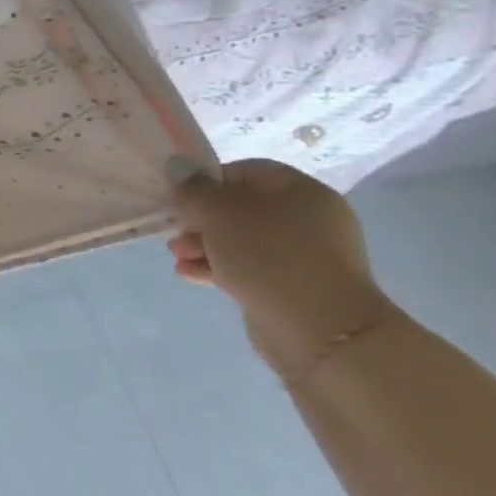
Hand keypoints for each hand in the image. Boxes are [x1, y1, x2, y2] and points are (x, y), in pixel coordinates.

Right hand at [168, 158, 391, 380]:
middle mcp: (308, 219)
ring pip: (240, 240)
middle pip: (239, 208)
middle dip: (200, 220)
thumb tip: (178, 167)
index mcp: (301, 192)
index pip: (244, 172)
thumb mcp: (219, 212)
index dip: (206, 181)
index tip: (180, 198)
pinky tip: (189, 274)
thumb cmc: (268, 255)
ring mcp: (303, 255)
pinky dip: (217, 267)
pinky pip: (248, 266)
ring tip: (177, 257)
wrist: (319, 329)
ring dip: (203, 245)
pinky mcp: (293, 285)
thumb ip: (193, 188)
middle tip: (175, 233)